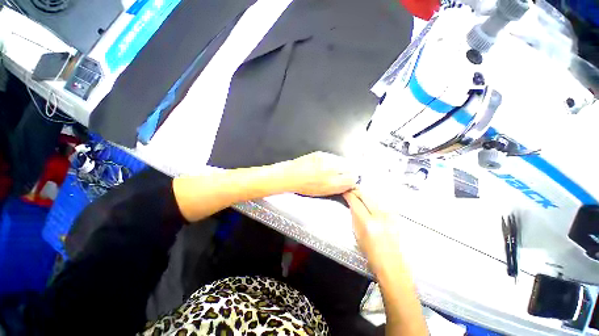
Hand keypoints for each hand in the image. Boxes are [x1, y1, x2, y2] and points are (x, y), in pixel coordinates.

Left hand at [281, 152, 357, 196]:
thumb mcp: (322, 193)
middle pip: (351, 168)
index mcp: (331, 184)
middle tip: (343, 175)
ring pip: (343, 161)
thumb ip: (337, 188)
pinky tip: (326, 165)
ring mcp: (326, 160)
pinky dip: (334, 161)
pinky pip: (334, 157)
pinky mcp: (321, 153)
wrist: (290, 175)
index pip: (352, 179)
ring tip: (333, 170)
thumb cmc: (303, 187)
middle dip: (349, 172)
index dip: (352, 181)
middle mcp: (330, 171)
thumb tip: (347, 184)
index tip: (349, 181)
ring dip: (342, 166)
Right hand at [343, 188, 402, 272]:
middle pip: (365, 195)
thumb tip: (351, 206)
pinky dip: (374, 200)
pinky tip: (371, 202)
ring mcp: (389, 215)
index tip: (345, 192)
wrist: (391, 263)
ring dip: (365, 194)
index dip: (348, 194)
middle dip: (356, 191)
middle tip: (351, 191)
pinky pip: (382, 202)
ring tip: (359, 195)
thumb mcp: (357, 235)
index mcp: (367, 223)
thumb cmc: (372, 254)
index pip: (355, 201)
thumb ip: (354, 217)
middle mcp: (379, 216)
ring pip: (374, 196)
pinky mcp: (394, 216)